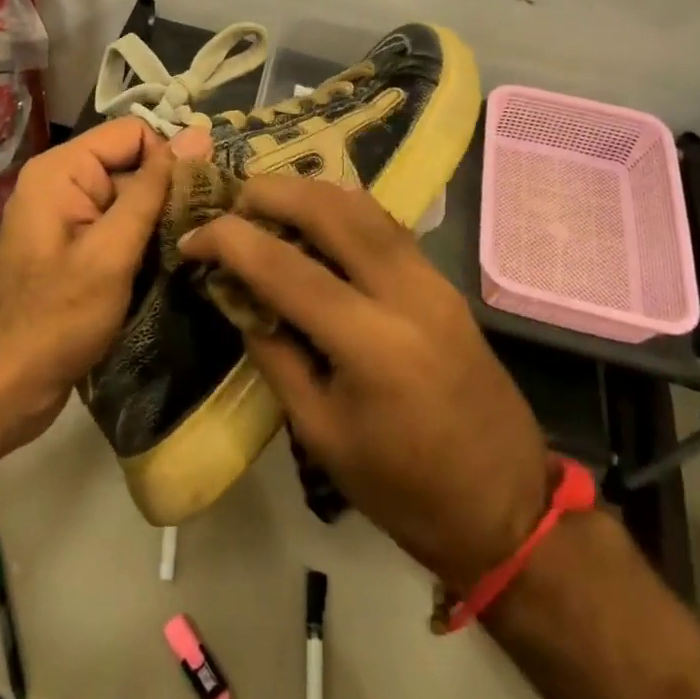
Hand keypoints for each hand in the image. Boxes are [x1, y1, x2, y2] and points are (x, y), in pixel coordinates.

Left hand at [0, 118, 172, 447]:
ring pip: (131, 197)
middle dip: (169, 191)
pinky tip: (170, 263)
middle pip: (132, 163)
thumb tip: (198, 134)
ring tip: (194, 247)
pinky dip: (144, 239)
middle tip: (207, 229)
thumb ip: (154, 191)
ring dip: (161, 219)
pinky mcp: (76, 246)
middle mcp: (62, 181)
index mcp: (62, 169)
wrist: (4, 388)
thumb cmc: (56, 319)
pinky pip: (119, 225)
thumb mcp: (111, 251)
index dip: (169, 159)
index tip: (201, 197)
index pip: (134, 132)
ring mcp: (68, 216)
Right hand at [179, 176, 548, 590]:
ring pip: (364, 205)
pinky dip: (343, 210)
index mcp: (370, 343)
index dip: (229, 242)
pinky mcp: (445, 281)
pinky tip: (317, 223)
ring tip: (267, 204)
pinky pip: (386, 225)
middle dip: (273, 192)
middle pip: (331, 209)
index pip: (284, 267)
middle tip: (232, 203)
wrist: (506, 506)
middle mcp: (406, 293)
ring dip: (310, 193)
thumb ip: (275, 353)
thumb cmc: (403, 489)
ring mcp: (432, 280)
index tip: (193, 237)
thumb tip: (238, 295)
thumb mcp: (321, 432)